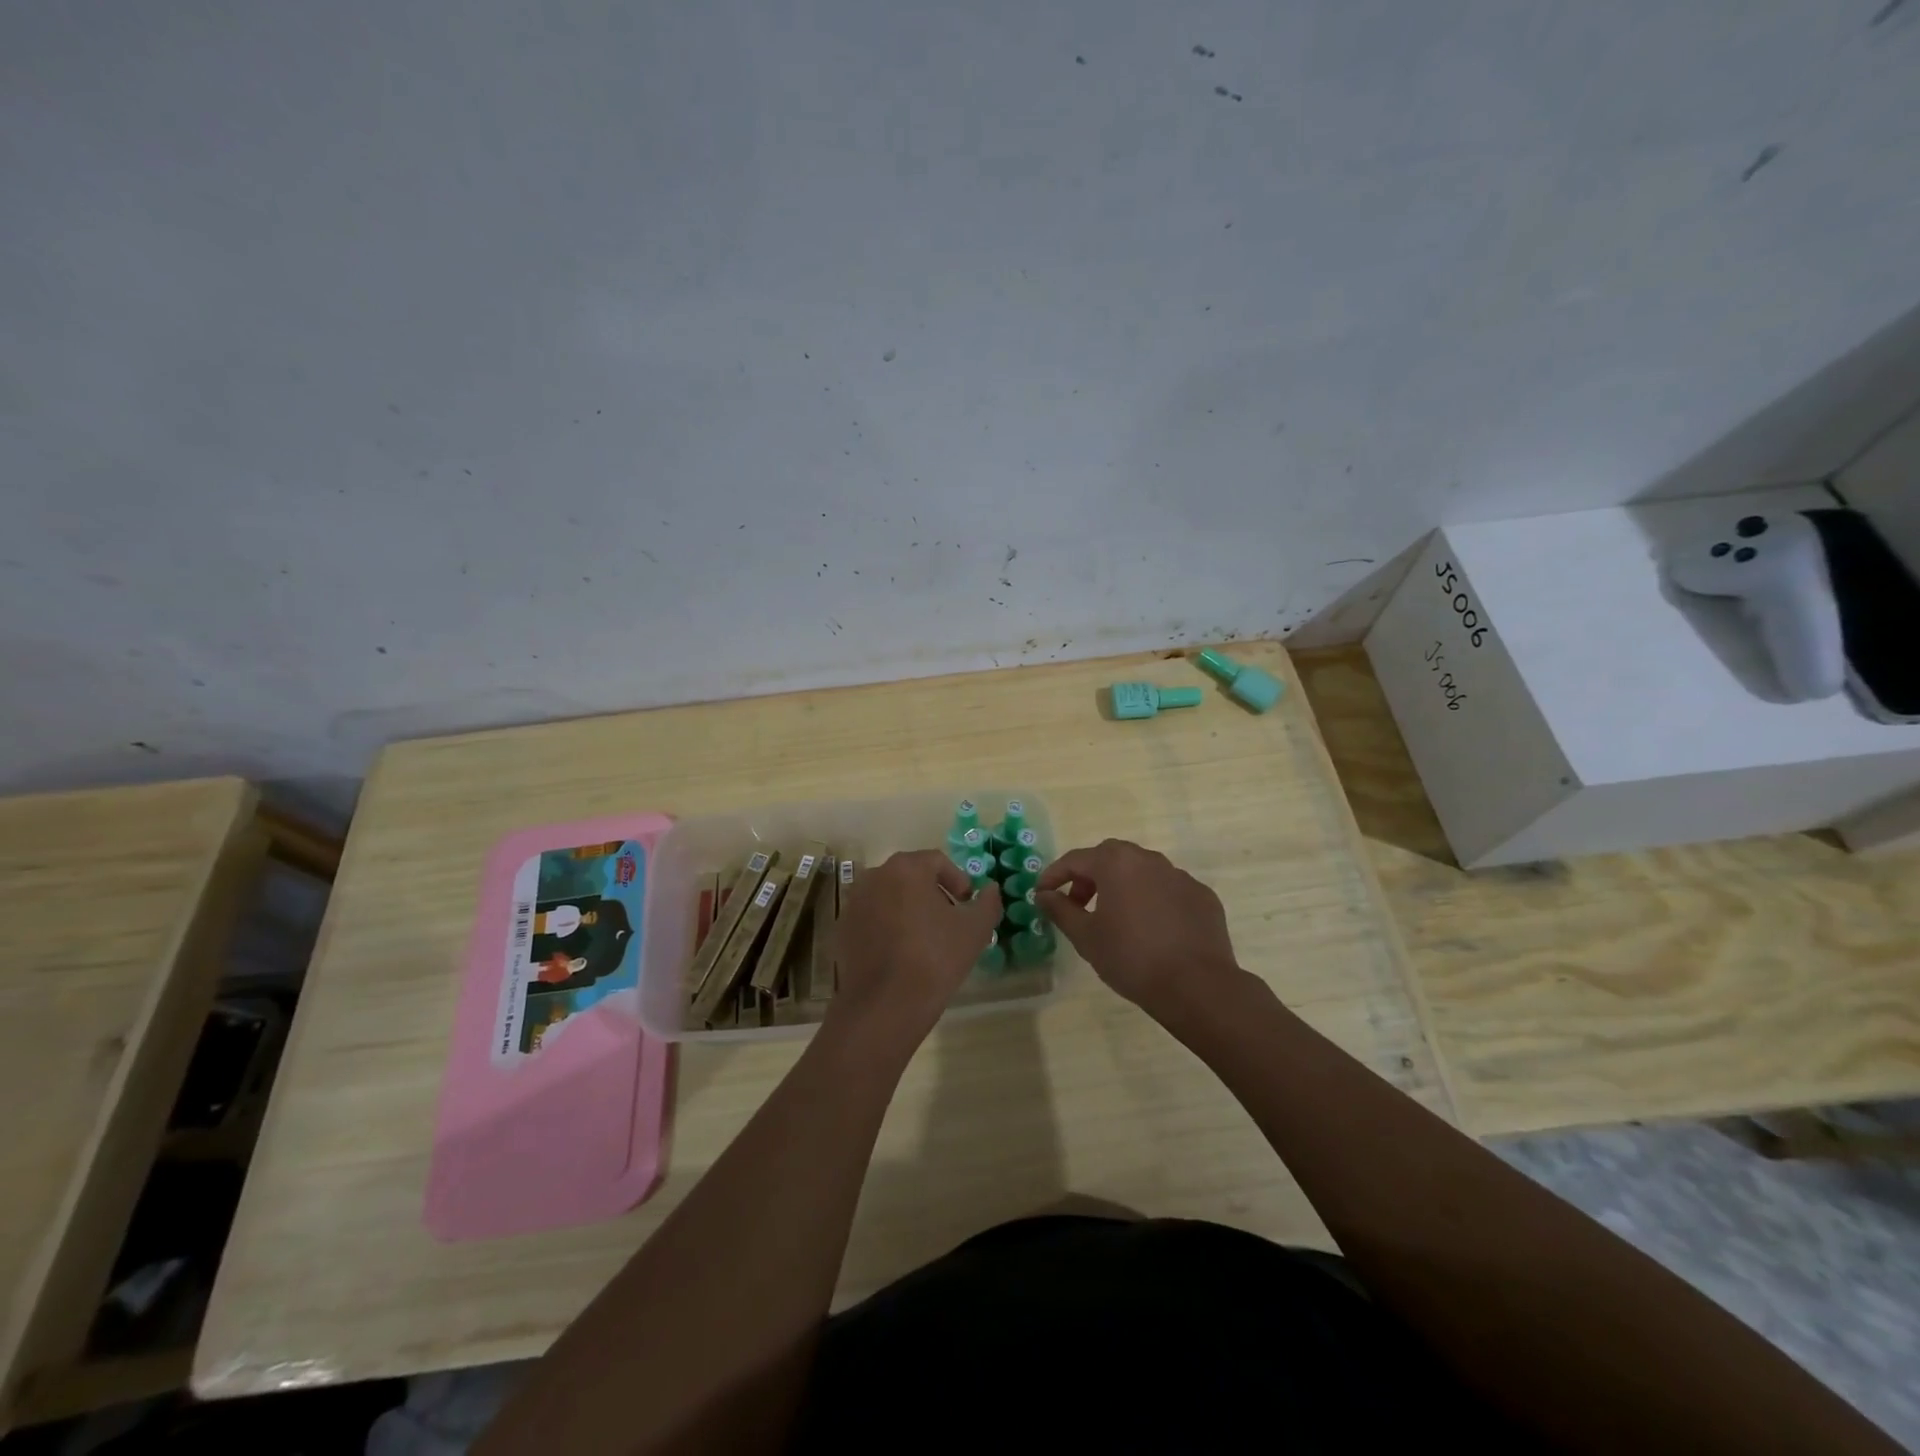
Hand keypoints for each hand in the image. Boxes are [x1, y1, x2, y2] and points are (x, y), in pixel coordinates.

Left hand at [829, 850, 1001, 1050]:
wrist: (885, 1005)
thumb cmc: (935, 958)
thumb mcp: (975, 930)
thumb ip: (988, 903)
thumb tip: (991, 889)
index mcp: (906, 868)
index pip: (937, 861)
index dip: (958, 880)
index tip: (967, 905)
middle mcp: (874, 876)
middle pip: (910, 876)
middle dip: (933, 894)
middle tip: (949, 921)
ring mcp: (853, 903)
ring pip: (889, 897)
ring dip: (908, 910)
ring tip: (925, 940)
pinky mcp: (842, 930)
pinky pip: (872, 920)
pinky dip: (887, 928)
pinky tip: (900, 955)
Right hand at [1036, 839, 1239, 1016]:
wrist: (1196, 986)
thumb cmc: (1131, 957)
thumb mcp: (1085, 936)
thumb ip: (1061, 910)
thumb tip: (1043, 895)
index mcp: (1117, 863)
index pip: (1075, 860)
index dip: (1054, 875)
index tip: (1042, 894)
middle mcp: (1149, 860)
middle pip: (1110, 858)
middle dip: (1090, 876)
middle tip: (1079, 904)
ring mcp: (1180, 876)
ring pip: (1142, 872)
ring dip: (1123, 886)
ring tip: (1116, 917)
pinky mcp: (1202, 896)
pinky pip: (1168, 890)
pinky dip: (1153, 900)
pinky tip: (1152, 929)